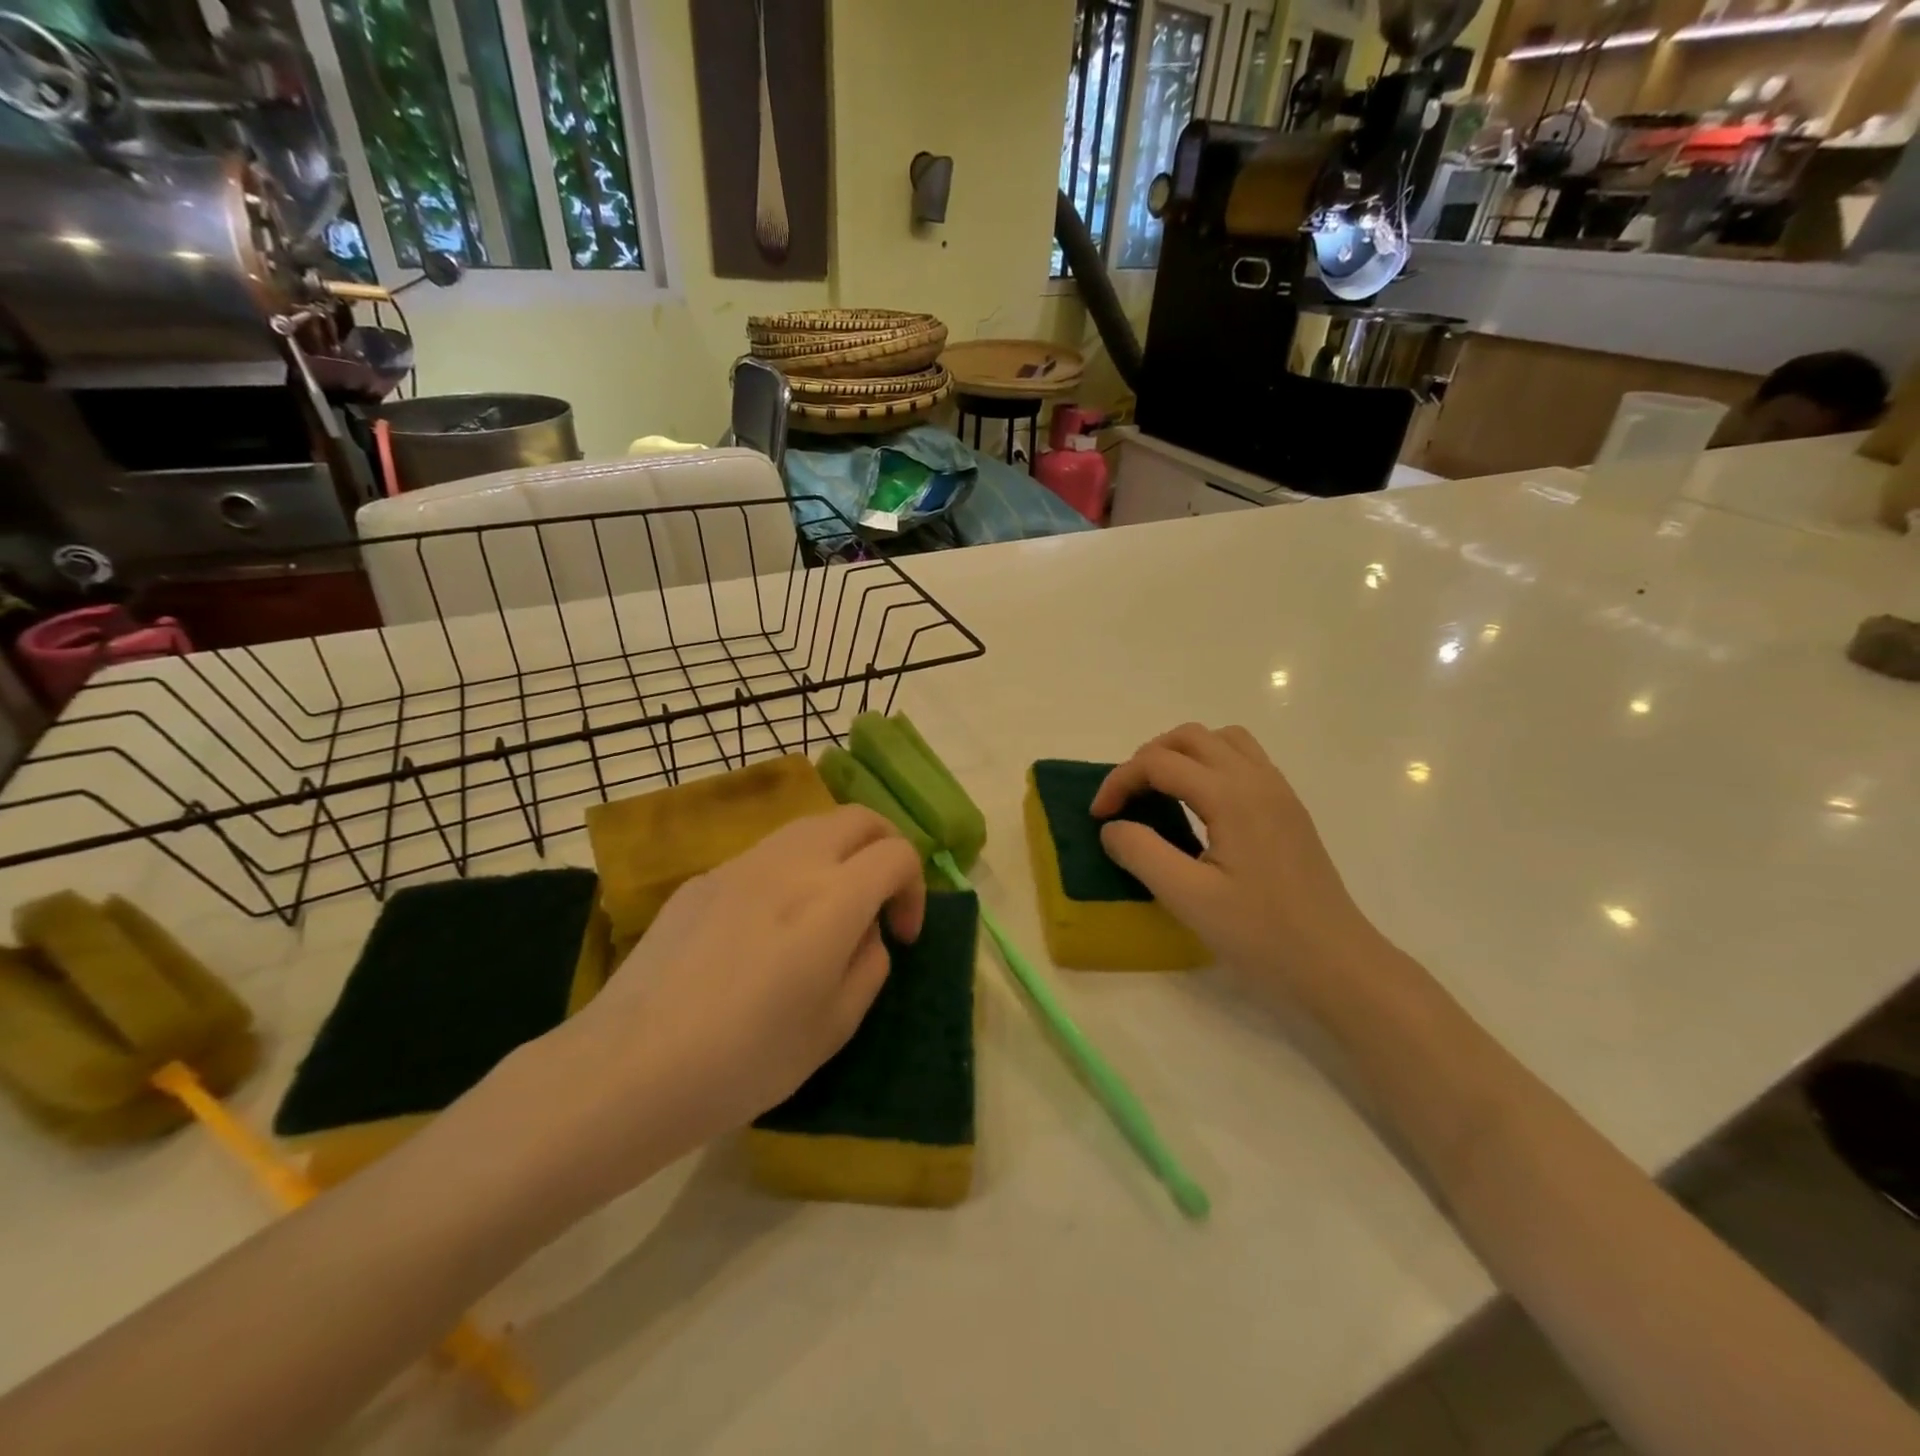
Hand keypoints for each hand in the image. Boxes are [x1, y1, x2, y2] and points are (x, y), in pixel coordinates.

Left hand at [526, 807, 924, 1192]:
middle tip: (881, 897)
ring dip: (838, 852)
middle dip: (885, 847)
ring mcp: (741, 864)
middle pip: (858, 818)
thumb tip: (866, 932)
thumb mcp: (834, 1027)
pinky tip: (769, 926)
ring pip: (810, 825)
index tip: (901, 934)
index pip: (897, 854)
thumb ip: (869, 965)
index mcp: (832, 898)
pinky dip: (792, 869)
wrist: (630, 1067)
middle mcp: (791, 863)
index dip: (915, 889)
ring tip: (829, 905)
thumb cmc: (745, 1059)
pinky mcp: (703, 878)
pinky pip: (766, 854)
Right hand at [1092, 723, 1382, 1001]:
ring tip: (1160, 792)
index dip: (1119, 782)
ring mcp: (1279, 792)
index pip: (1159, 763)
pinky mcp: (1289, 809)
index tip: (1099, 817)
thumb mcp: (1188, 898)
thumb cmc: (1261, 934)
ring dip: (1182, 754)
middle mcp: (1257, 780)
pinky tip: (1201, 806)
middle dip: (1147, 759)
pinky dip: (1211, 765)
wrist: (1337, 964)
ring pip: (1222, 740)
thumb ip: (1142, 853)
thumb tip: (1113, 827)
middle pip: (1190, 737)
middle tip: (1126, 800)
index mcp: (1231, 796)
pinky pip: (1245, 759)